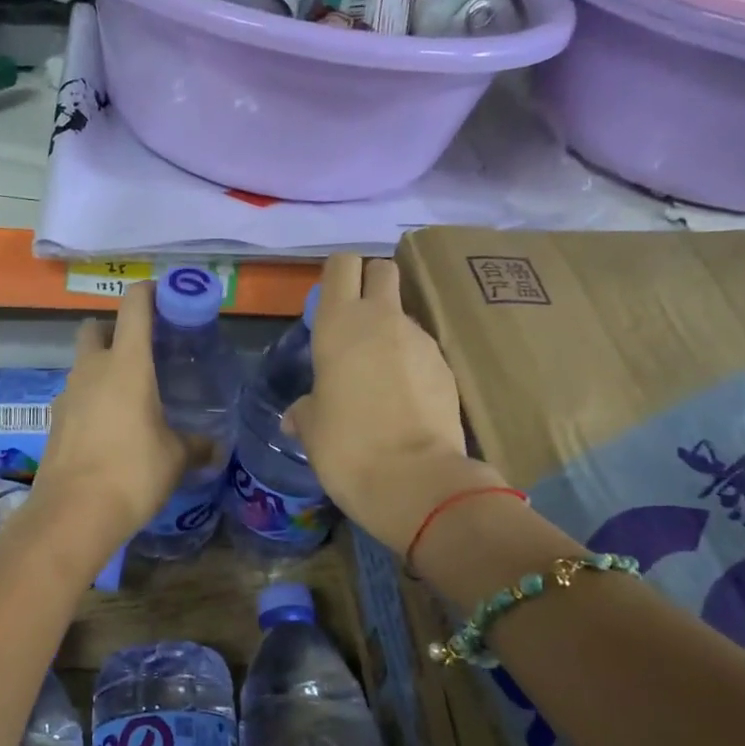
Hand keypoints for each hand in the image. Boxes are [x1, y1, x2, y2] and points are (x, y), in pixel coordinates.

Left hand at [28, 280, 188, 564]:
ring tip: (131, 396)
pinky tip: (110, 428)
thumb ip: (196, 445)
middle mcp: (92, 369)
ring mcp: (67, 394)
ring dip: (102, 367)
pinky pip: (76, 395)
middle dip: (115, 330)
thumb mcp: (175, 458)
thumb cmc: (133, 473)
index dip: (149, 292)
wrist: (73, 513)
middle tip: (142, 353)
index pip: (134, 306)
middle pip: (96, 328)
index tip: (165, 296)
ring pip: (83, 363)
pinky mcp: (55, 420)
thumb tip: (214, 446)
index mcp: (126, 364)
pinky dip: (91, 399)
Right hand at [285, 254, 508, 552]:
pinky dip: (411, 364)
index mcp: (340, 323)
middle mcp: (383, 319)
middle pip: (382, 271)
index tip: (329, 303)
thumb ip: (305, 409)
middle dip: (370, 285)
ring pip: (404, 315)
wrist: (415, 481)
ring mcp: (422, 340)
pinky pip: (423, 351)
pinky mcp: (448, 366)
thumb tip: (296, 415)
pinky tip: (403, 401)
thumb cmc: (346, 446)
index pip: (342, 264)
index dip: (336, 277)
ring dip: (390, 333)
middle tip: (355, 326)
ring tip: (377, 378)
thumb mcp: (312, 427)